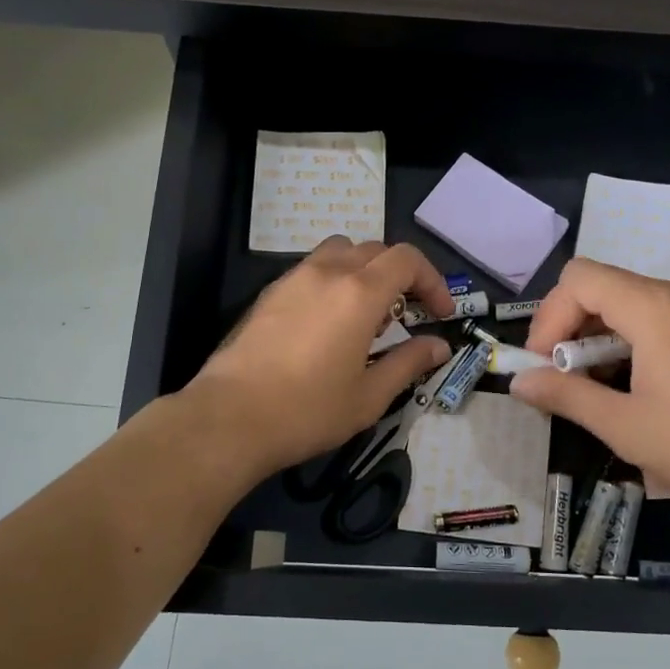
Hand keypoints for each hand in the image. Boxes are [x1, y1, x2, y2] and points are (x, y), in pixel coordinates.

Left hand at [188, 238, 455, 473]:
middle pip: (376, 250)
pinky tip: (330, 320)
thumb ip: (409, 363)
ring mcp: (294, 278)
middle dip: (402, 275)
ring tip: (368, 311)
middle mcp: (327, 272)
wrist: (230, 418)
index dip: (432, 281)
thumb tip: (438, 346)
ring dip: (365, 270)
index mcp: (359, 293)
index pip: (406, 260)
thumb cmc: (308, 411)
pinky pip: (313, 267)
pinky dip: (335, 279)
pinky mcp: (270, 292)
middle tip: (409, 314)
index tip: (439, 314)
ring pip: (341, 251)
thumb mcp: (369, 396)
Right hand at [511, 258, 669, 509]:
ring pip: (627, 303)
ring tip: (599, 389)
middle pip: (600, 286)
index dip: (549, 316)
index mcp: (650, 306)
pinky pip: (655, 318)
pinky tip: (638, 387)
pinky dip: (629, 341)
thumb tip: (518, 383)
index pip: (578, 278)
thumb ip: (566, 397)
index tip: (545, 365)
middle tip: (566, 380)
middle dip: (570, 328)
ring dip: (598, 338)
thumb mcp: (625, 426)